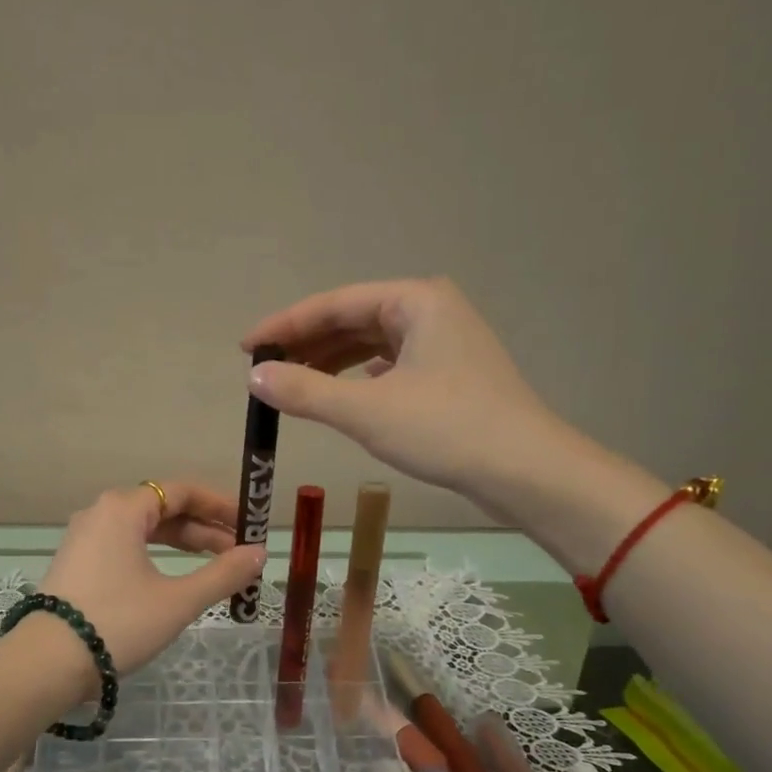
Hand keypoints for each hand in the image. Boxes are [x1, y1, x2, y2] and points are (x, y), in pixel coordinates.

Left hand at [39, 481, 266, 679]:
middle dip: (204, 529)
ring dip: (180, 544)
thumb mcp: (177, 600)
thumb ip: (222, 574)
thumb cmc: (118, 622)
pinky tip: (172, 579)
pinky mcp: (76, 564)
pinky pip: (124, 547)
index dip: (220, 505)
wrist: (47, 663)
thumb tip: (258, 554)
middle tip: (238, 552)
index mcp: (123, 508)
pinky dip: (154, 556)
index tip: (248, 525)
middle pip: (162, 509)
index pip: (181, 491)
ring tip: (214, 565)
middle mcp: (100, 513)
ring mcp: (84, 539)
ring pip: (143, 530)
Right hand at [241, 277, 566, 501]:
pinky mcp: (451, 373)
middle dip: (307, 344)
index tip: (245, 348)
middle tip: (264, 369)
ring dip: (331, 361)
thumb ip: (305, 391)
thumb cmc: (446, 430)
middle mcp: (431, 310)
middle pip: (353, 319)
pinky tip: (343, 391)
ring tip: (293, 382)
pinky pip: (391, 363)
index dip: (285, 326)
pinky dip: (359, 376)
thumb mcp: (366, 411)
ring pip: (372, 343)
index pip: (333, 304)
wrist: (526, 471)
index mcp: (415, 300)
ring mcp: (445, 341)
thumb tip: (255, 376)